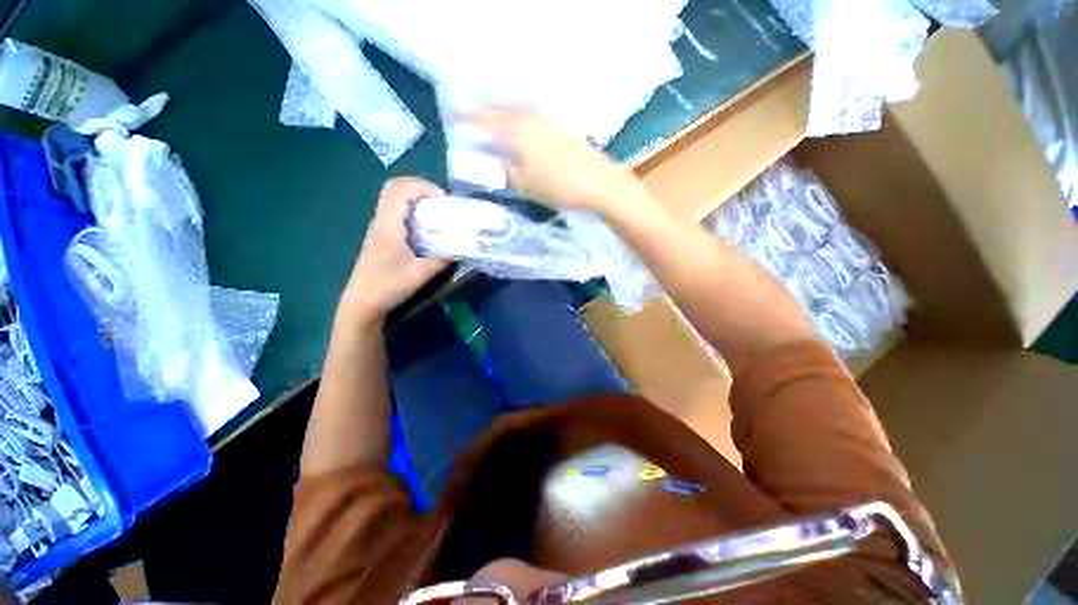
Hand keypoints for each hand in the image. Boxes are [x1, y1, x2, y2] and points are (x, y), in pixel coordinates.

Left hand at [342, 177, 448, 322]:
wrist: (363, 302)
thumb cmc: (389, 286)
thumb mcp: (421, 273)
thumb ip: (442, 259)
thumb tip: (462, 249)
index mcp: (388, 225)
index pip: (400, 190)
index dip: (423, 187)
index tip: (443, 199)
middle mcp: (381, 221)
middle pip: (394, 188)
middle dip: (419, 188)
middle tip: (440, 201)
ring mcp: (379, 228)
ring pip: (394, 200)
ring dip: (415, 198)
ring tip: (436, 211)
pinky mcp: (381, 237)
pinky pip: (395, 212)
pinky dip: (411, 210)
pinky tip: (425, 227)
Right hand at [463, 107, 650, 215]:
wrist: (599, 183)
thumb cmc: (559, 186)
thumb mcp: (525, 185)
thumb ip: (506, 171)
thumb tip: (497, 160)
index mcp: (518, 131)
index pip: (486, 121)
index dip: (469, 120)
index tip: (455, 118)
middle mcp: (532, 117)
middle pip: (502, 109)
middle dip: (485, 111)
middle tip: (473, 116)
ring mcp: (550, 119)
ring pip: (519, 109)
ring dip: (504, 111)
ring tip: (495, 118)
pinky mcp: (563, 126)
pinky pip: (534, 115)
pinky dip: (523, 117)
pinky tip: (523, 124)